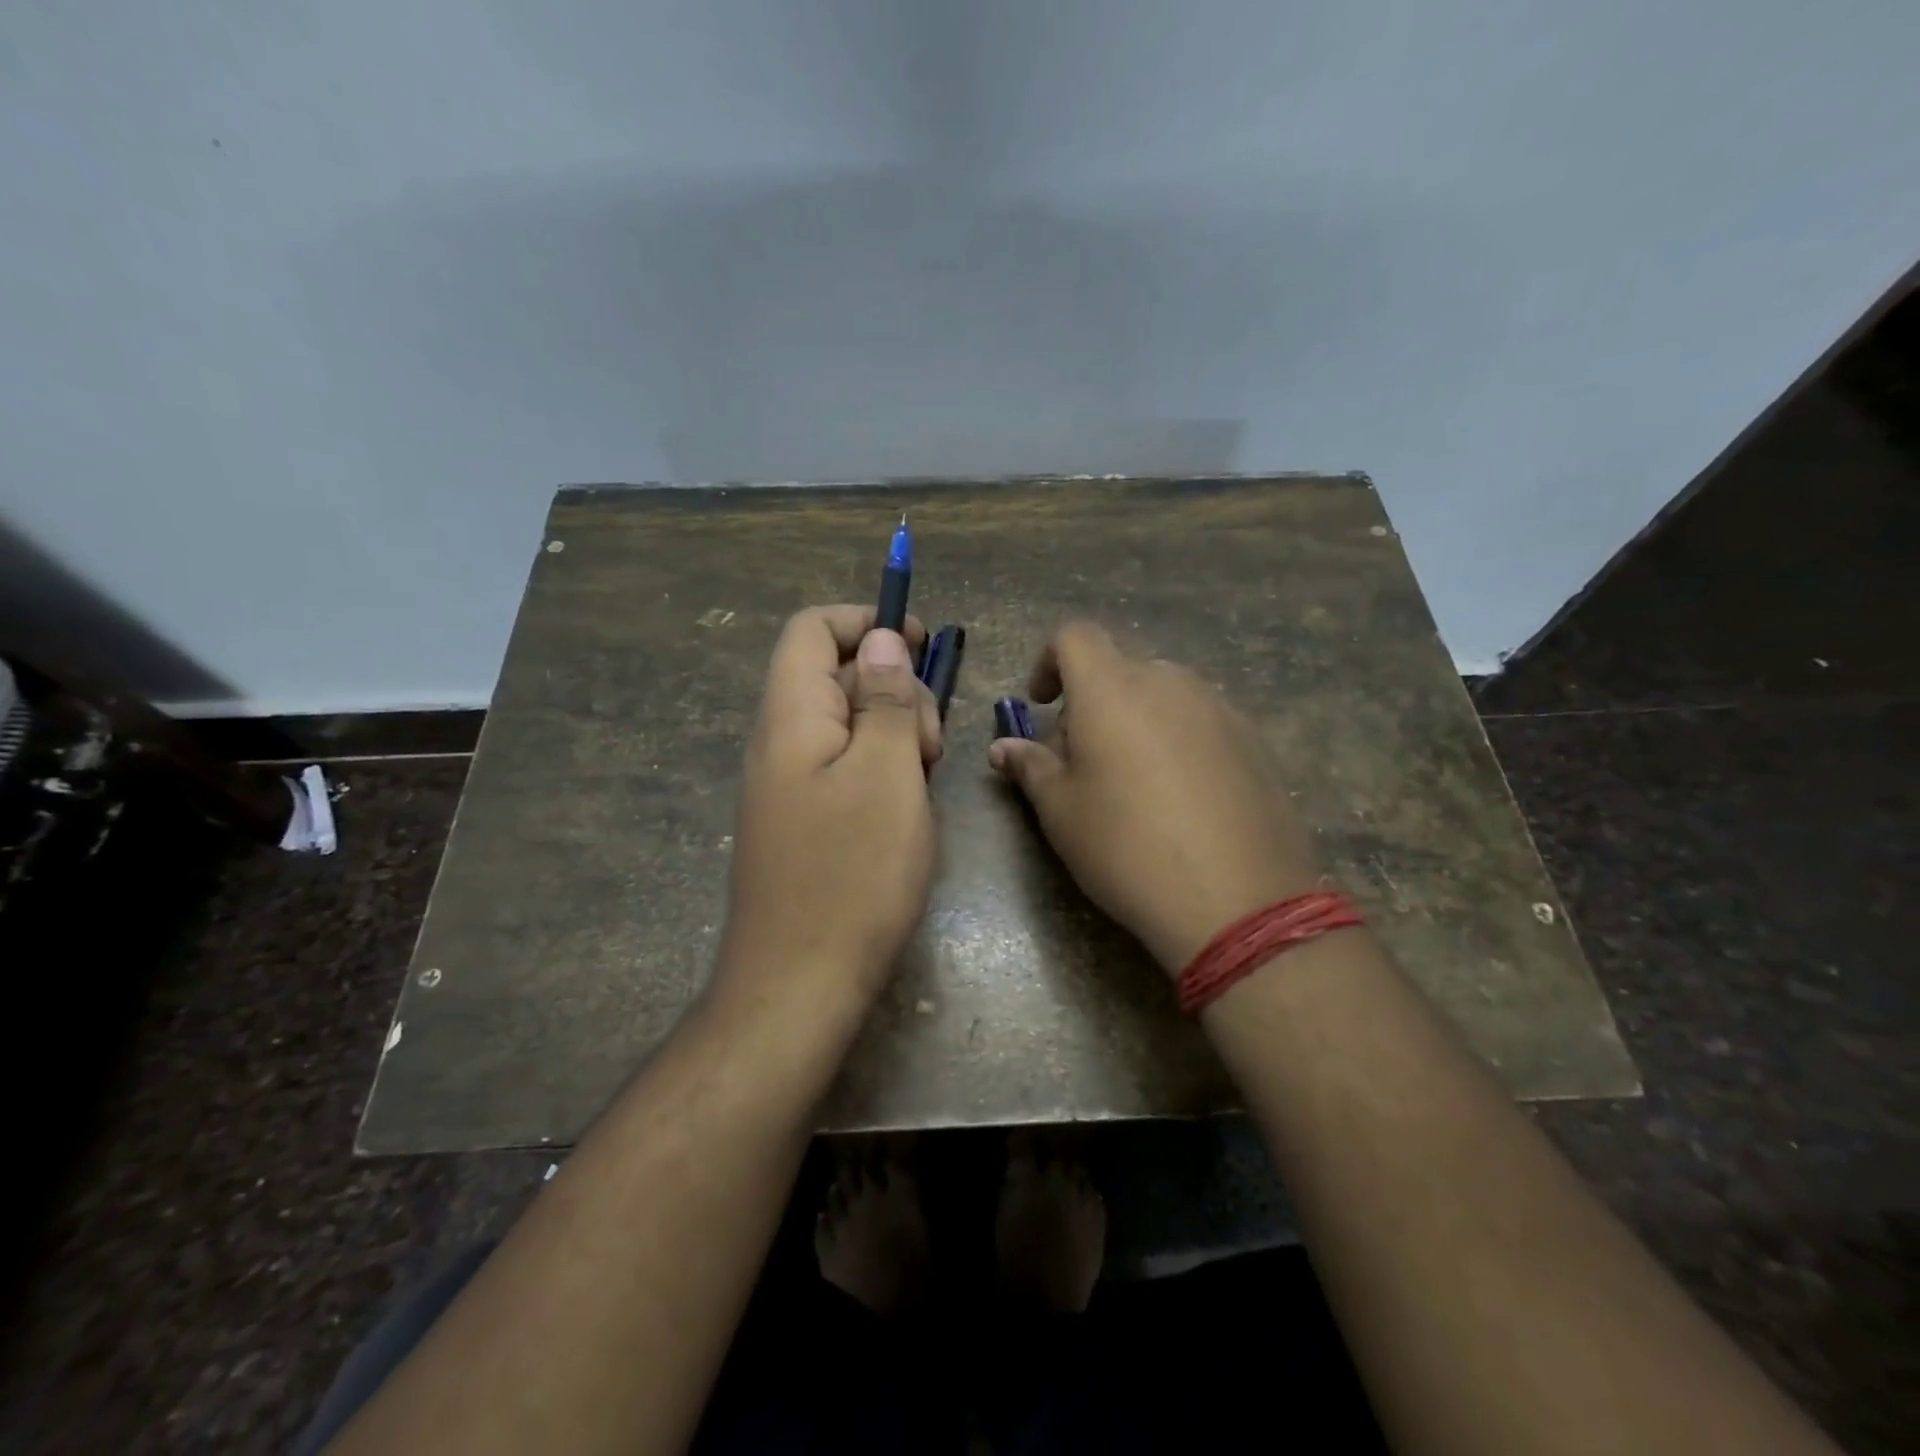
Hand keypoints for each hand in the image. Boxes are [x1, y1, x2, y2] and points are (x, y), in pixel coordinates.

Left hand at [718, 605, 942, 1010]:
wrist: (799, 984)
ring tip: (925, 780)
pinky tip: (908, 809)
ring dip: (895, 734)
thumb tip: (881, 640)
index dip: (867, 622)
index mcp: (791, 716)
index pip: (813, 630)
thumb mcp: (885, 773)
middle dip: (894, 688)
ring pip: (849, 725)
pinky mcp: (805, 821)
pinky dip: (883, 771)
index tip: (923, 644)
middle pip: (837, 675)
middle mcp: (781, 741)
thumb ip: (884, 700)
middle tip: (930, 744)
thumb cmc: (851, 873)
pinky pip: (846, 768)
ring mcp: (790, 785)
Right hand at [989, 623, 1320, 974]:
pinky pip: (1200, 722)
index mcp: (1112, 689)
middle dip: (1090, 705)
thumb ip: (1030, 766)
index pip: (1075, 637)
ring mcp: (1219, 708)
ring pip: (1162, 696)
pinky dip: (1176, 741)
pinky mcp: (1254, 740)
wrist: (1236, 900)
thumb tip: (1003, 747)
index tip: (1041, 705)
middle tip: (1081, 763)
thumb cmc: (1126, 847)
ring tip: (1132, 784)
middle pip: (1118, 671)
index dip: (1049, 662)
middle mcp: (1169, 682)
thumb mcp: (1061, 811)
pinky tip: (1181, 799)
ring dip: (1135, 721)